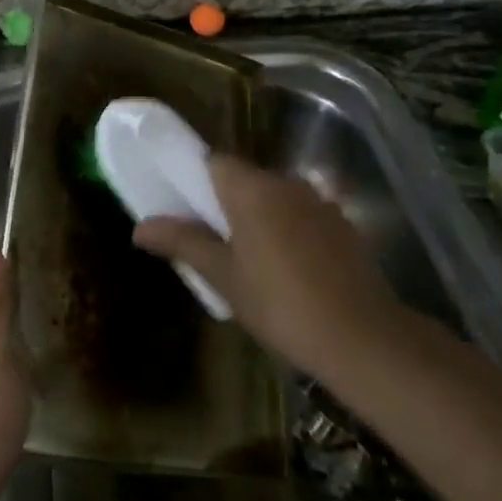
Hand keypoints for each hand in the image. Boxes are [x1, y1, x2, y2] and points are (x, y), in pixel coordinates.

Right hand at [132, 156, 399, 372]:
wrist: (362, 338)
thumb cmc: (280, 304)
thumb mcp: (223, 276)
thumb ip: (182, 244)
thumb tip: (139, 227)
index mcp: (252, 189)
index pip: (214, 162)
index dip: (195, 180)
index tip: (185, 209)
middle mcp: (287, 184)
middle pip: (245, 179)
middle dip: (226, 203)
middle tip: (211, 242)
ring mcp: (320, 203)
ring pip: (276, 198)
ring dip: (259, 217)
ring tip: (249, 260)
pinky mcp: (344, 226)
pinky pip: (302, 216)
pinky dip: (288, 231)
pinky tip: (288, 270)